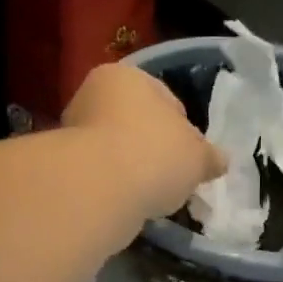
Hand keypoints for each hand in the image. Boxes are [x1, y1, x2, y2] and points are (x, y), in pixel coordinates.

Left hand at [65, 64, 227, 220]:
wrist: (98, 190)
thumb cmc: (154, 155)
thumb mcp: (197, 157)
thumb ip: (209, 157)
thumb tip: (219, 161)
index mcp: (126, 76)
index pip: (165, 100)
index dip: (185, 130)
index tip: (193, 158)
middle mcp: (93, 96)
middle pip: (136, 124)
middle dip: (154, 149)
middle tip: (174, 178)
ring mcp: (73, 132)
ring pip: (117, 151)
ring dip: (133, 170)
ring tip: (152, 195)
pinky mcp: (64, 168)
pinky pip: (101, 176)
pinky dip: (115, 188)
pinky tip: (129, 205)